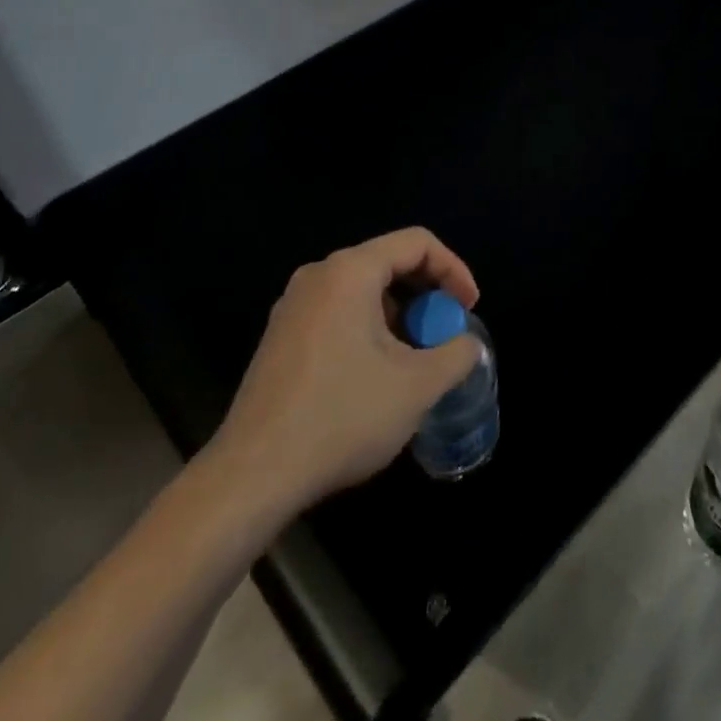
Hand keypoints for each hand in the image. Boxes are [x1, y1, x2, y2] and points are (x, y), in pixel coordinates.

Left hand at [205, 228, 482, 511]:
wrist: (252, 476)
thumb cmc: (341, 417)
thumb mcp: (417, 387)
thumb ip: (456, 354)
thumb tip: (465, 345)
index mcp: (350, 272)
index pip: (417, 243)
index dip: (453, 269)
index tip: (468, 309)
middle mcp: (318, 276)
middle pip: (389, 262)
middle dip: (426, 295)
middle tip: (445, 334)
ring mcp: (293, 307)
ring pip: (363, 291)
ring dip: (399, 316)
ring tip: (415, 361)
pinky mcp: (280, 338)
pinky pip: (338, 313)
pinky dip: (369, 330)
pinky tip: (376, 377)